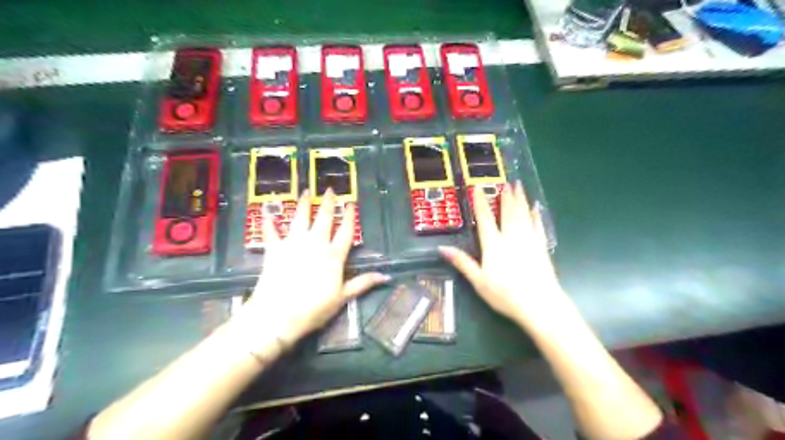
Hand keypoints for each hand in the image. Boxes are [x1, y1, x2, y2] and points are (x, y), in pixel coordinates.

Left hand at [231, 190, 389, 353]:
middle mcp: (315, 243)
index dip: (349, 216)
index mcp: (334, 255)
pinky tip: (266, 212)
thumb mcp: (343, 297)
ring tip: (306, 192)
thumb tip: (386, 276)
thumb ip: (363, 283)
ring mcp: (294, 244)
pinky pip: (271, 232)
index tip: (351, 203)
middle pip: (324, 218)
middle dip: (328, 203)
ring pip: (300, 218)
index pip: (345, 231)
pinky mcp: (275, 249)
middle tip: (330, 189)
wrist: (279, 314)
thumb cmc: (314, 308)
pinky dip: (268, 222)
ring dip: (303, 204)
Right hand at [439, 181, 568, 329]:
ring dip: (521, 199)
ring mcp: (529, 240)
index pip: (485, 218)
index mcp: (494, 244)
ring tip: (519, 186)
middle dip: (506, 196)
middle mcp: (511, 237)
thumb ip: (462, 263)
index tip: (477, 187)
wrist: (540, 304)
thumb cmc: (505, 294)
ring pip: (523, 214)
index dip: (480, 202)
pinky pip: (538, 226)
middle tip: (506, 182)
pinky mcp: (541, 247)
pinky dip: (536, 215)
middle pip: (508, 212)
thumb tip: (442, 248)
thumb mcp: (478, 281)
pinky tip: (536, 208)